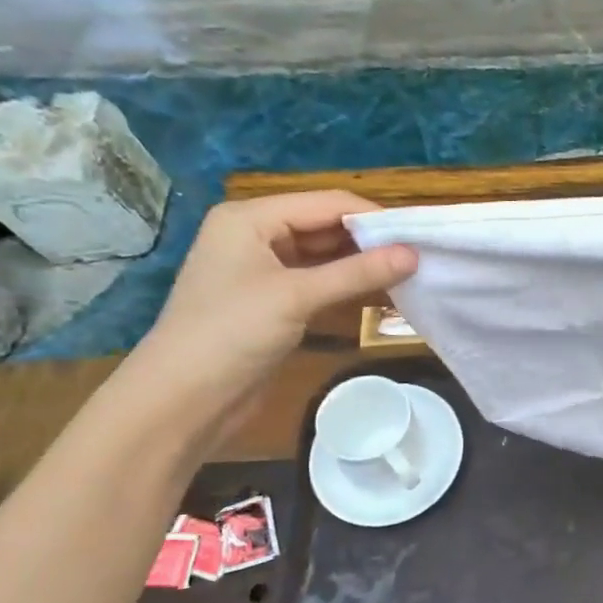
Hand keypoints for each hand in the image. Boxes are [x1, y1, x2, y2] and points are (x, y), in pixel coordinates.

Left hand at [131, 192, 415, 414]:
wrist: (183, 399)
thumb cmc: (231, 333)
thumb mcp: (297, 297)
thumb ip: (358, 272)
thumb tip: (415, 254)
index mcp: (251, 218)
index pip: (326, 203)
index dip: (373, 216)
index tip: (419, 235)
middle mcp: (257, 235)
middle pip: (325, 225)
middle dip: (370, 240)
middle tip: (420, 255)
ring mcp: (263, 269)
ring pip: (324, 255)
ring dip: (361, 263)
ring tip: (409, 273)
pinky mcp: (272, 301)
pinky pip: (318, 281)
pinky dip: (346, 284)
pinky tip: (380, 291)